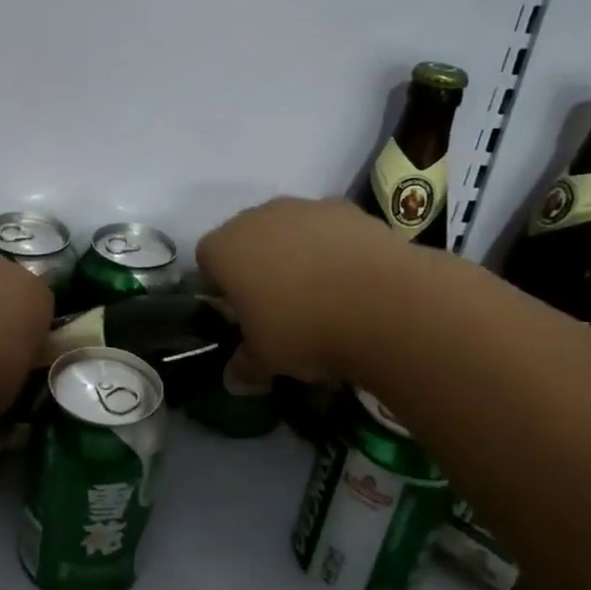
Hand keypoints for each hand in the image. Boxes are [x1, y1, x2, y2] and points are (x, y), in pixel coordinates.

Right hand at [196, 197, 406, 382]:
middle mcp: (257, 218)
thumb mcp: (267, 359)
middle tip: (279, 305)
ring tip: (323, 294)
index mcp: (225, 249)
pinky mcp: (346, 209)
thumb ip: (244, 365)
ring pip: (288, 229)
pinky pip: (328, 228)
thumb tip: (233, 381)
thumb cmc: (304, 329)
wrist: (384, 303)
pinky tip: (353, 280)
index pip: (206, 260)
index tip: (239, 314)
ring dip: (297, 253)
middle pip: (246, 238)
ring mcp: (303, 208)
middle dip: (257, 265)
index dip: (219, 286)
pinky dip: (334, 247)